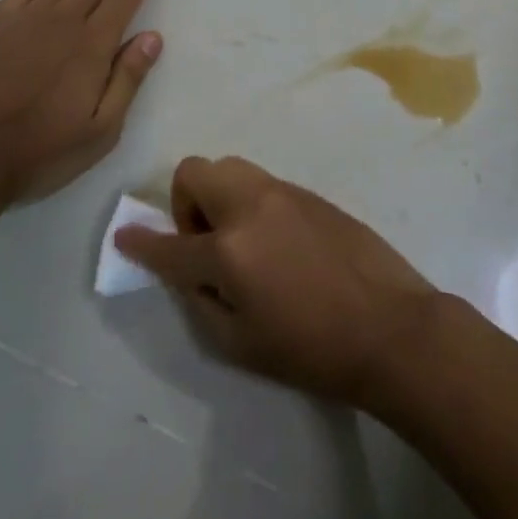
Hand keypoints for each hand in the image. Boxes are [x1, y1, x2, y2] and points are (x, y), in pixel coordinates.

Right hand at [115, 156, 436, 408]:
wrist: (391, 328)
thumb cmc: (312, 350)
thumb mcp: (239, 344)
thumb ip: (200, 301)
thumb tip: (185, 271)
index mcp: (229, 250)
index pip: (169, 244)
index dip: (141, 243)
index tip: (126, 236)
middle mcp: (251, 207)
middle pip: (195, 171)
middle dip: (187, 203)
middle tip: (206, 244)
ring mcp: (284, 193)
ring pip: (231, 168)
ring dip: (220, 197)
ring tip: (242, 242)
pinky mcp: (312, 194)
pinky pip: (264, 184)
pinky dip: (252, 204)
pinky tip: (278, 243)